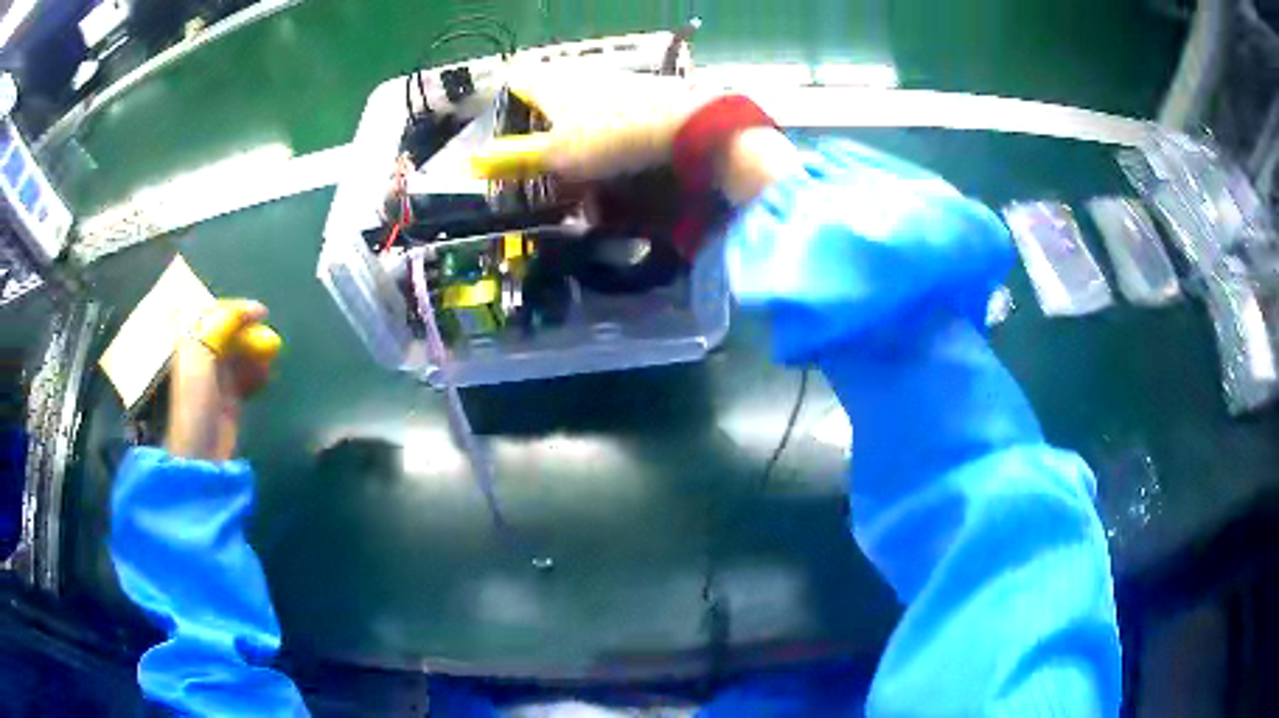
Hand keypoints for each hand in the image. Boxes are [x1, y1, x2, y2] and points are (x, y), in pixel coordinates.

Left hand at [166, 299, 280, 460]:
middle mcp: (202, 356)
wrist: (200, 453)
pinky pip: (247, 376)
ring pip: (241, 354)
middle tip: (268, 341)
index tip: (260, 313)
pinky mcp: (230, 398)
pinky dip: (259, 373)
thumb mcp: (201, 358)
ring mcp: (216, 378)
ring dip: (257, 353)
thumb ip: (221, 327)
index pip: (215, 314)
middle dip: (250, 334)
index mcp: (189, 342)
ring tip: (269, 361)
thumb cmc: (195, 404)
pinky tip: (266, 377)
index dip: (237, 311)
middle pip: (231, 333)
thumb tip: (251, 309)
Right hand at [471, 67, 802, 205]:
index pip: (515, 80)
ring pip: (583, 102)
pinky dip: (607, 130)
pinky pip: (613, 109)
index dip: (506, 105)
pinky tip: (617, 154)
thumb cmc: (609, 139)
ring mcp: (615, 79)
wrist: (686, 126)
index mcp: (552, 83)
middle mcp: (581, 73)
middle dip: (542, 125)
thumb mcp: (557, 157)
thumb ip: (518, 158)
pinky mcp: (645, 92)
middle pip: (549, 93)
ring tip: (583, 166)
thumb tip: (474, 163)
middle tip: (544, 159)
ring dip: (576, 132)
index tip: (507, 135)